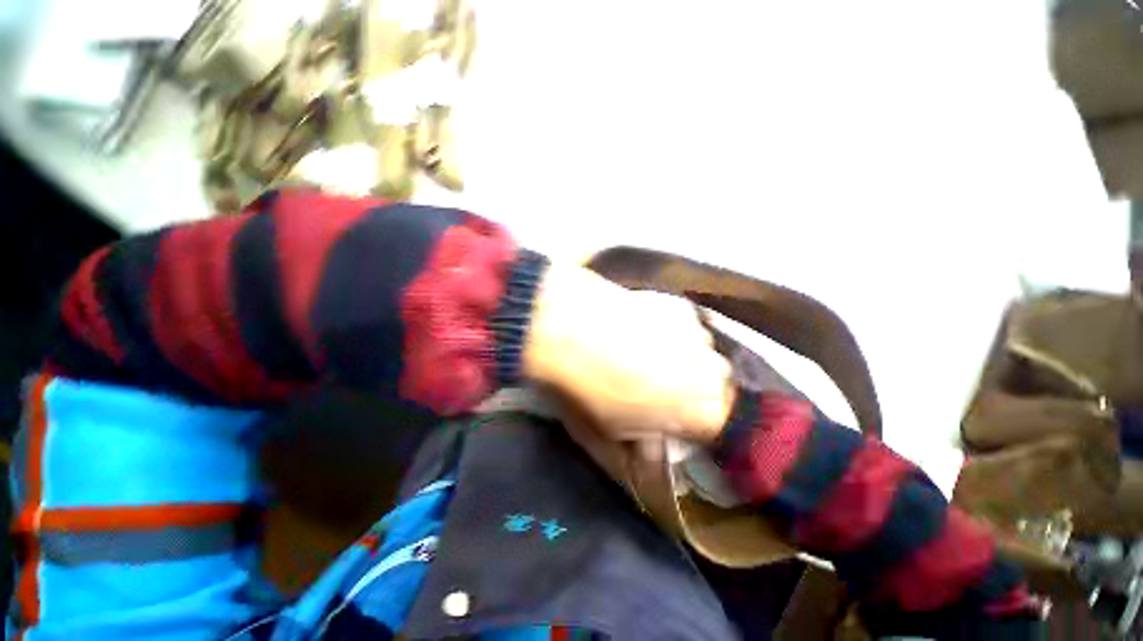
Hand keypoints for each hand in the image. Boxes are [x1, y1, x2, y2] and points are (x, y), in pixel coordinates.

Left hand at [522, 263, 733, 443]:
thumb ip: (639, 457)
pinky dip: (669, 333)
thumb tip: (649, 464)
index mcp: (703, 411)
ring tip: (645, 354)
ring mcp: (698, 334)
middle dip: (689, 390)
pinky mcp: (680, 307)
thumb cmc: (591, 389)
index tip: (672, 418)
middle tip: (654, 385)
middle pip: (712, 386)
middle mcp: (713, 371)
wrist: (571, 328)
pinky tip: (641, 331)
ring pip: (699, 354)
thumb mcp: (610, 434)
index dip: (691, 423)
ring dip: (681, 358)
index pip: (716, 425)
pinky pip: (684, 327)